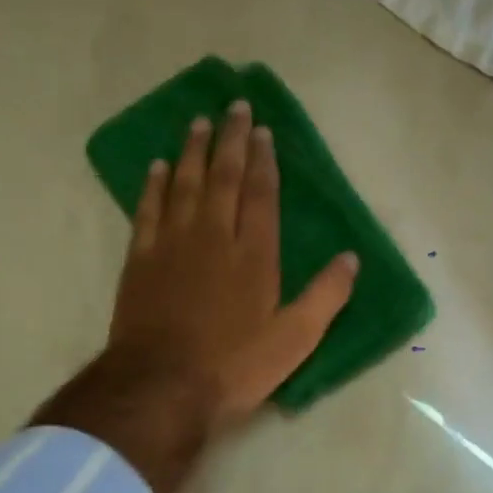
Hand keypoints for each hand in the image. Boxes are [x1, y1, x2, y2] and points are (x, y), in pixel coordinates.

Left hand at [109, 100, 358, 429]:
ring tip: (198, 123)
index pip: (261, 194)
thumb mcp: (294, 340)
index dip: (264, 160)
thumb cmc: (234, 366)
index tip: (264, 131)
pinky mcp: (141, 260)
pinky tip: (157, 167)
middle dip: (231, 140)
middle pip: (223, 177)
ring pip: (183, 184)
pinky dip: (153, 185)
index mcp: (254, 255)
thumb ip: (325, 297)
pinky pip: (148, 209)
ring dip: (192, 151)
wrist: (161, 386)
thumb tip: (351, 259)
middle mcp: (213, 237)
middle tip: (234, 106)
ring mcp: (172, 245)